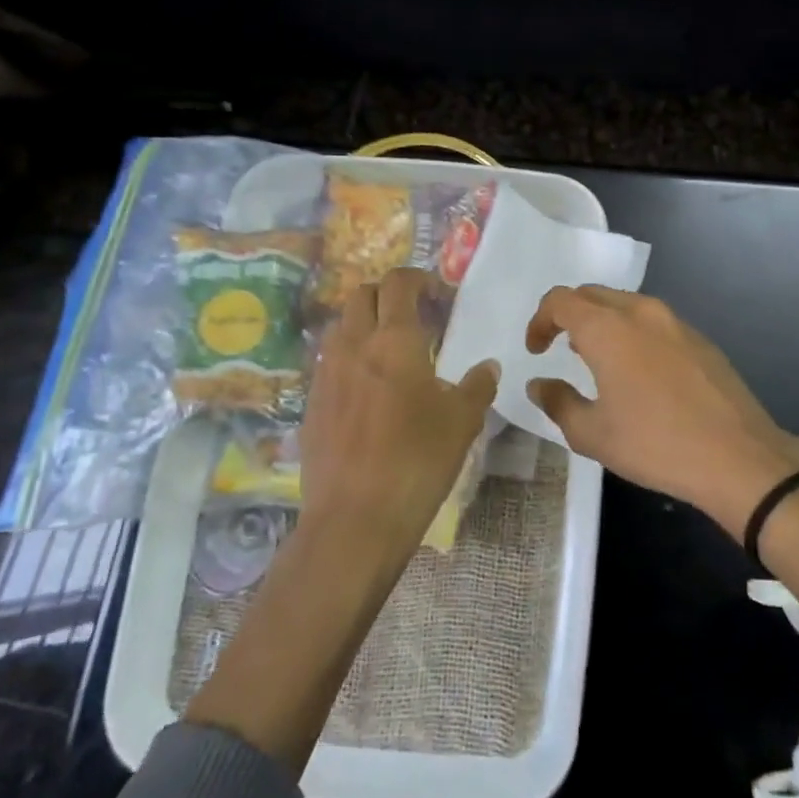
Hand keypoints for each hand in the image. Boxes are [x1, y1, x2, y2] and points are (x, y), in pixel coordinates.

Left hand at [296, 267, 498, 563]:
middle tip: (415, 316)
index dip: (418, 278)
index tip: (438, 293)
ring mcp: (326, 374)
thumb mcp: (462, 422)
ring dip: (364, 324)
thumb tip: (488, 366)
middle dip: (387, 294)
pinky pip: (329, 362)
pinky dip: (350, 358)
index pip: (398, 283)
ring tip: (391, 351)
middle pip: (361, 294)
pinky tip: (369, 390)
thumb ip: (478, 386)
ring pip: (340, 326)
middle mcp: (354, 345)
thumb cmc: (417, 461)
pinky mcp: (311, 403)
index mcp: (394, 340)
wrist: (354, 520)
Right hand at [525, 285, 798, 536]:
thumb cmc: (655, 444)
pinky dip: (632, 332)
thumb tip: (539, 384)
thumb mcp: (592, 434)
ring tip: (596, 358)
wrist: (738, 457)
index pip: (561, 300)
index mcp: (608, 328)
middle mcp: (641, 312)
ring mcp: (675, 322)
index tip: (536, 350)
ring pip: (626, 304)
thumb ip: (557, 402)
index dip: (540, 320)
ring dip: (602, 321)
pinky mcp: (700, 339)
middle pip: (593, 294)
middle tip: (559, 347)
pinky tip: (638, 371)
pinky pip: (653, 321)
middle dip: (569, 314)